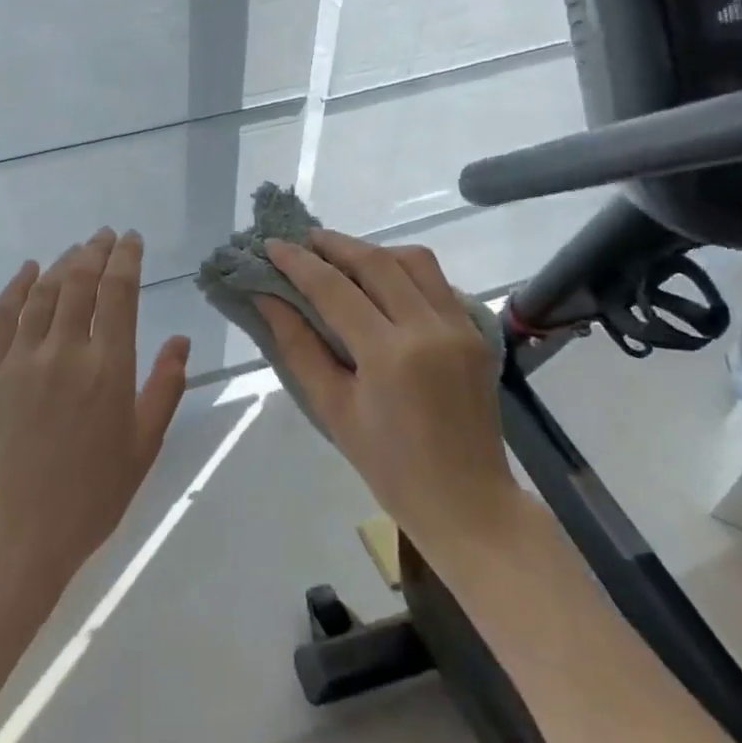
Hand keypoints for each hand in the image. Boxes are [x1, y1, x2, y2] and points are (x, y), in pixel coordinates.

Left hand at [0, 228, 190, 602]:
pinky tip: (28, 270)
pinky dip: (17, 285)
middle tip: (105, 236)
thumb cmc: (90, 497)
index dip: (126, 258)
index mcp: (108, 369)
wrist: (15, 535)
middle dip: (95, 251)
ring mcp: (22, 358)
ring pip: (44, 292)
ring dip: (62, 263)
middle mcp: (65, 351)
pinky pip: (3, 314)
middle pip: (80, 281)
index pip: (119, 293)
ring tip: (76, 250)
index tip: (131, 239)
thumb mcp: (143, 447)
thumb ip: (164, 388)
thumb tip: (182, 339)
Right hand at [255, 230, 515, 540]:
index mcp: (390, 354)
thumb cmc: (389, 465)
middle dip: (334, 244)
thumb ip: (297, 345)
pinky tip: (383, 285)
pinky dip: (404, 271)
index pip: (335, 289)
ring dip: (374, 251)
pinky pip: (438, 282)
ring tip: (342, 258)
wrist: (468, 502)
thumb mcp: (332, 407)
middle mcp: (430, 329)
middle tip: (302, 240)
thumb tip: (265, 298)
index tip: (271, 245)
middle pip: (376, 262)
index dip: (299, 263)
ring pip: (414, 261)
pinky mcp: (476, 333)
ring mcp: (460, 327)